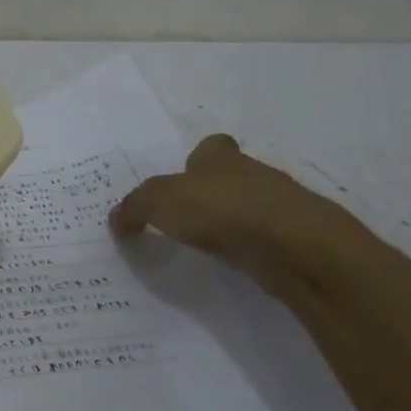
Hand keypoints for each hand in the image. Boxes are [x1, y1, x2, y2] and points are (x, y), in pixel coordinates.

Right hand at [109, 134, 343, 285]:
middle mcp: (252, 173)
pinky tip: (234, 263)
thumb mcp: (159, 202)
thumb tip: (116, 218)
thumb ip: (134, 207)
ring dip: (231, 222)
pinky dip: (250, 248)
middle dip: (211, 193)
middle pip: (230, 177)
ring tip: (205, 245)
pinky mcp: (294, 238)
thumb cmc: (221, 209)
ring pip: (249, 207)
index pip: (211, 147)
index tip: (182, 179)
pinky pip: (263, 239)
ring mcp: (278, 206)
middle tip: (184, 218)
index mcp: (220, 157)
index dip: (197, 159)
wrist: (294, 245)